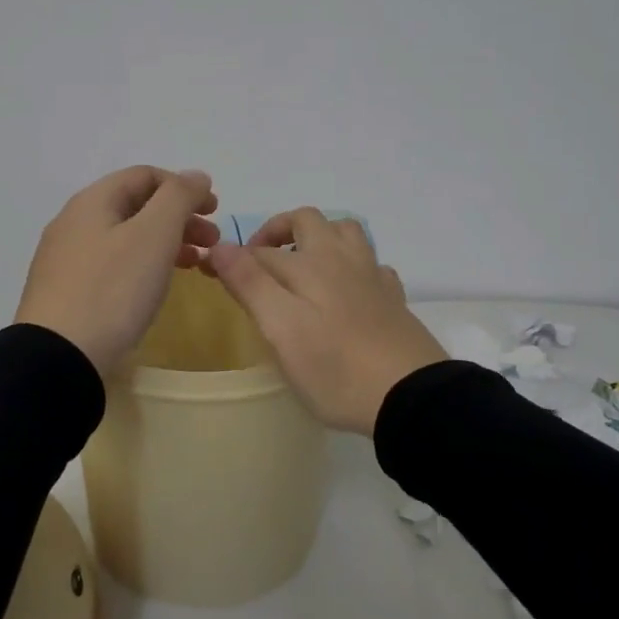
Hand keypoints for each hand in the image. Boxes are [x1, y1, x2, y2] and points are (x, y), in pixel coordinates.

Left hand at [14, 167, 220, 375]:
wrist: (58, 358)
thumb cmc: (112, 290)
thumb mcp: (153, 235)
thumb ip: (178, 198)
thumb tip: (196, 175)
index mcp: (93, 201)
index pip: (145, 175)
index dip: (185, 186)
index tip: (216, 210)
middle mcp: (75, 222)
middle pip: (137, 206)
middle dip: (180, 217)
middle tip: (212, 241)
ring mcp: (67, 259)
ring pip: (127, 237)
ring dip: (166, 243)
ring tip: (196, 265)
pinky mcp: (67, 292)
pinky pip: (114, 265)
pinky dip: (144, 266)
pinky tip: (157, 287)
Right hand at [207, 208, 446, 435]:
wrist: (409, 396)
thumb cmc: (335, 368)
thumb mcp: (280, 329)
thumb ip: (250, 283)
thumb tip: (219, 246)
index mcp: (309, 264)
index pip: (260, 251)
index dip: (232, 259)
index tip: (209, 275)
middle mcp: (340, 259)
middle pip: (308, 222)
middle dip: (278, 231)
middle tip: (260, 261)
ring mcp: (372, 277)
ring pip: (346, 233)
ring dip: (320, 237)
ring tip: (301, 264)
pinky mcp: (393, 299)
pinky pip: (371, 264)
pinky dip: (352, 265)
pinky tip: (346, 288)